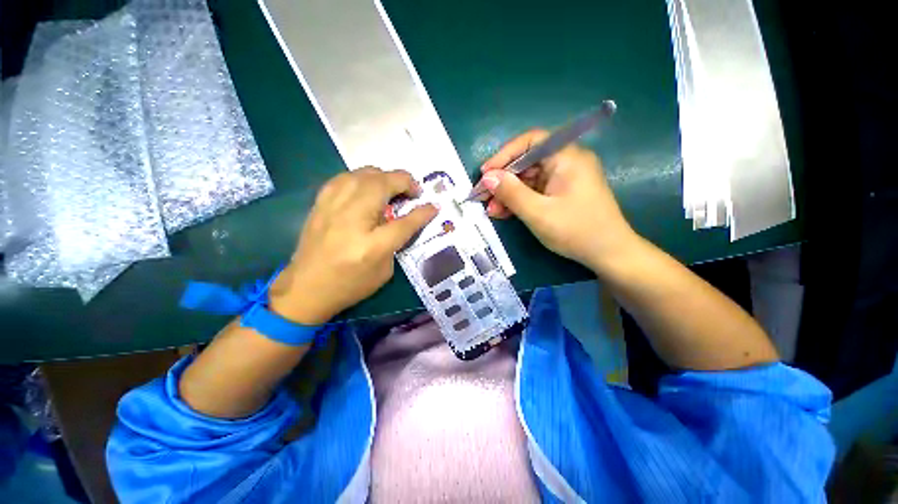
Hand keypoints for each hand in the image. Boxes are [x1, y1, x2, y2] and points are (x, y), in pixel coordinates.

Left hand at [270, 167, 436, 324]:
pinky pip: (344, 177)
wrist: (306, 289)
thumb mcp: (384, 271)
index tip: (434, 206)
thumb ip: (397, 242)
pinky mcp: (320, 203)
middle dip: (404, 182)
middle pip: (382, 184)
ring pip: (363, 173)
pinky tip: (367, 187)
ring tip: (392, 188)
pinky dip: (361, 178)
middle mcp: (352, 219)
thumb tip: (405, 219)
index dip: (423, 211)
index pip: (405, 221)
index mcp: (373, 244)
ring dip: (384, 176)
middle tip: (413, 193)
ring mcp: (333, 207)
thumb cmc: (350, 284)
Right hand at [479, 130, 635, 269]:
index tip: (485, 173)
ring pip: (528, 179)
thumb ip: (511, 193)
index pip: (530, 141)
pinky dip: (519, 200)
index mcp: (566, 157)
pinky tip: (504, 212)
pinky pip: (535, 191)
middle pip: (527, 162)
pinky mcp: (561, 193)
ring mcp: (564, 178)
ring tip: (491, 210)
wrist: (608, 253)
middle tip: (483, 196)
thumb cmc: (576, 231)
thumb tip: (487, 177)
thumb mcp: (538, 213)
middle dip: (503, 180)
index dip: (504, 155)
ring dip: (508, 193)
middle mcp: (566, 162)